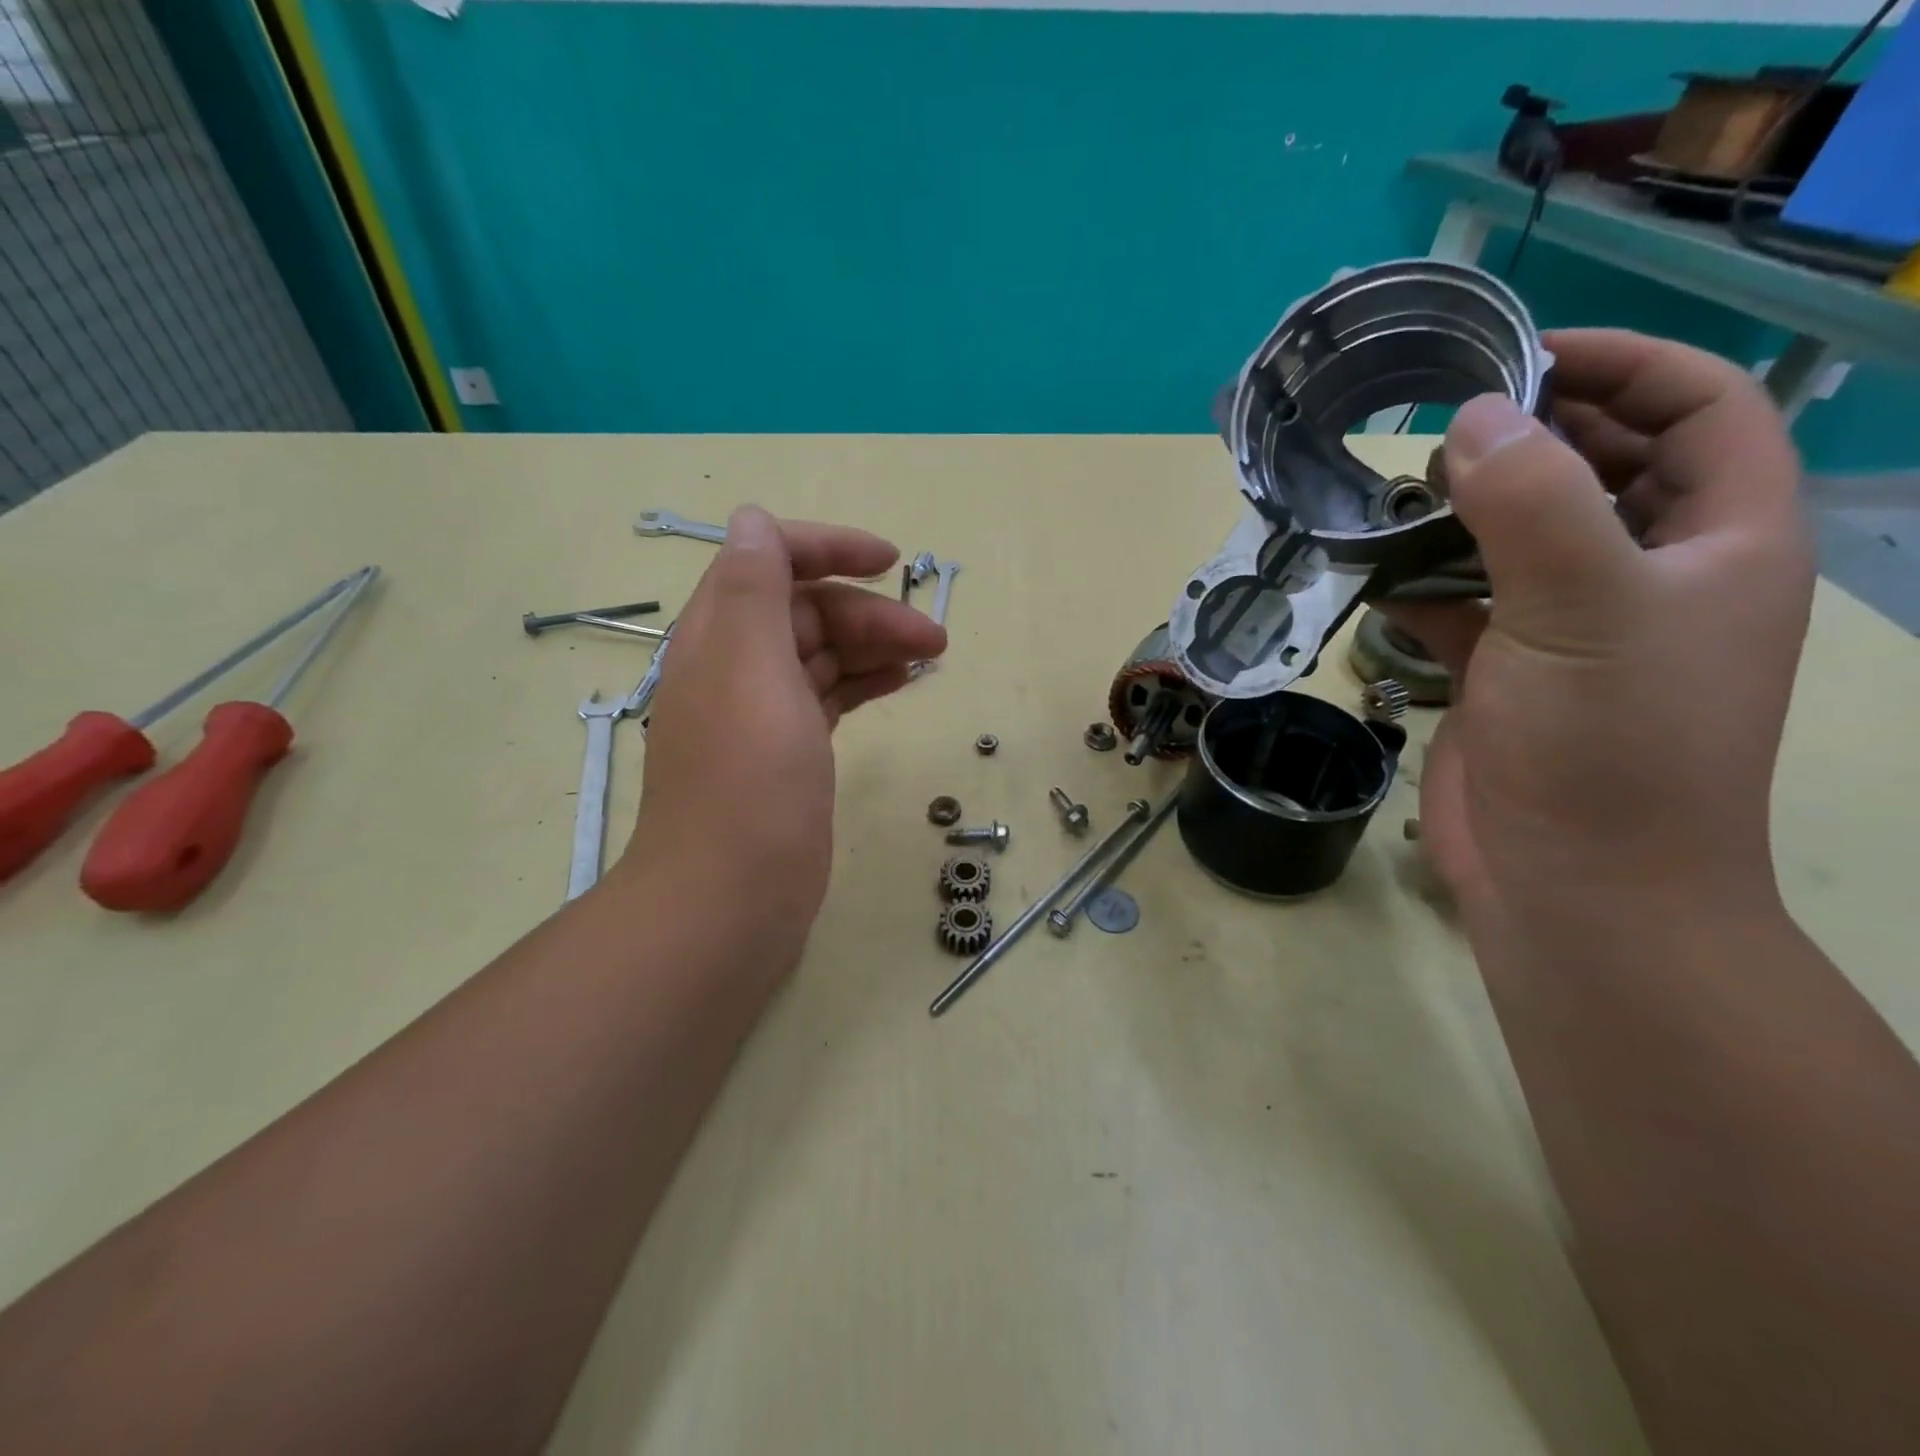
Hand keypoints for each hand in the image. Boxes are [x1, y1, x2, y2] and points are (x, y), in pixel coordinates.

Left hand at [613, 508, 945, 956]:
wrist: (733, 898)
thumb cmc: (750, 781)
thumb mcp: (752, 670)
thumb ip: (753, 589)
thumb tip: (752, 519)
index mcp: (720, 636)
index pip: (768, 561)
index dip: (827, 549)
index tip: (889, 561)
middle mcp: (736, 667)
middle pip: (807, 612)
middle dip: (870, 612)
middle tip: (934, 636)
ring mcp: (763, 714)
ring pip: (824, 656)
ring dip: (875, 645)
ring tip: (931, 657)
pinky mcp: (789, 754)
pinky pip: (830, 697)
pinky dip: (865, 682)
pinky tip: (901, 683)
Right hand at [1386, 330, 1812, 930]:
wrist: (1576, 886)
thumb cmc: (1609, 747)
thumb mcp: (1584, 608)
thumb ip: (1531, 503)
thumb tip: (1474, 418)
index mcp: (1722, 539)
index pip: (1701, 407)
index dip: (1624, 363)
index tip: (1518, 358)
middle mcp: (1657, 572)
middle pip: (1605, 465)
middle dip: (1531, 436)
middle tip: (1437, 428)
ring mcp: (1578, 626)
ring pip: (1525, 535)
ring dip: (1466, 511)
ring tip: (1396, 497)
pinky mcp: (1510, 670)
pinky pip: (1468, 601)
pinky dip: (1425, 584)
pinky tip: (1378, 579)